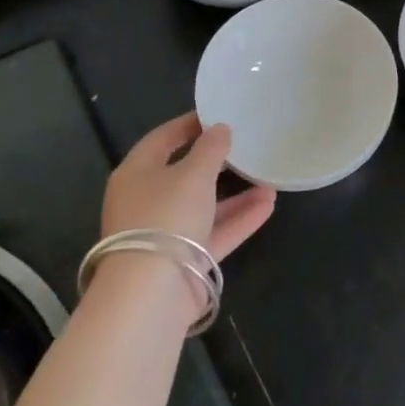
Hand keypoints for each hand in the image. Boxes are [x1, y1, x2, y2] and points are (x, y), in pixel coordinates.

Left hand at [102, 112, 275, 259]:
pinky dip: (239, 218)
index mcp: (136, 174)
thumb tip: (220, 129)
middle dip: (216, 162)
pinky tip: (268, 204)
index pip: (162, 139)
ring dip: (235, 193)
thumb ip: (211, 148)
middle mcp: (146, 201)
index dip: (189, 124)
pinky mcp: (184, 260)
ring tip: (268, 177)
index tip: (218, 113)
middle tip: (245, 145)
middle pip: (183, 175)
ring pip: (203, 206)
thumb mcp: (193, 173)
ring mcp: (165, 233)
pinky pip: (215, 231)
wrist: (152, 291)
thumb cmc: (166, 216)